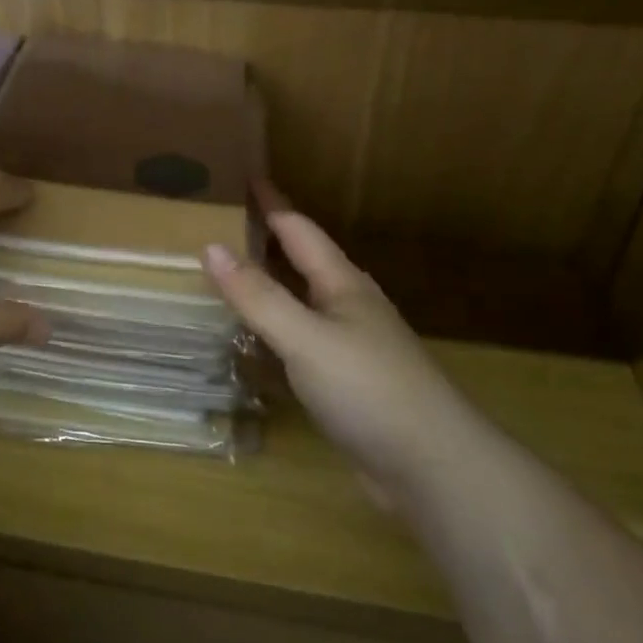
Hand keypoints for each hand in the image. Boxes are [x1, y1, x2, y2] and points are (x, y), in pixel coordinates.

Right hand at [203, 210, 463, 496]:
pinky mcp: (344, 385)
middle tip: (220, 227)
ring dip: (266, 290)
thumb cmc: (368, 388)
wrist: (430, 465)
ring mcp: (348, 348)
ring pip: (298, 306)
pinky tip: (249, 346)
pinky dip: (270, 337)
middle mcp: (346, 308)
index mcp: (341, 285)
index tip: (244, 176)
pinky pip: (297, 346)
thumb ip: (258, 296)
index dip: (271, 203)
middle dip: (265, 243)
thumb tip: (211, 247)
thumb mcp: (306, 337)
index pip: (299, 231)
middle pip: (300, 264)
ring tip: (225, 280)